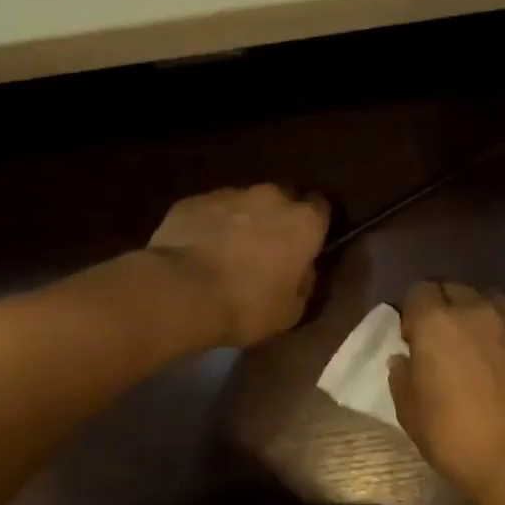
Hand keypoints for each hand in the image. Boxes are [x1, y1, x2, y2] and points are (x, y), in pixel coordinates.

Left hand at [147, 185, 328, 346]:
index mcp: (304, 222)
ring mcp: (229, 194)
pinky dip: (210, 225)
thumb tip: (303, 270)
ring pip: (244, 203)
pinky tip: (199, 250)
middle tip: (268, 249)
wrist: (181, 292)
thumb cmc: (247, 305)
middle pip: (283, 198)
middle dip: (279, 218)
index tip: (307, 245)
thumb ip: (304, 283)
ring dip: (243, 221)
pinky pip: (210, 210)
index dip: (315, 226)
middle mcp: (271, 197)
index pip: (322, 208)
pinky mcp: (193, 201)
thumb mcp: (291, 310)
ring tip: (228, 251)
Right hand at [388, 280, 504, 504]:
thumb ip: (402, 378)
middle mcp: (475, 311)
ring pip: (489, 300)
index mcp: (436, 322)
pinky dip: (504, 336)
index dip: (414, 310)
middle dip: (445, 306)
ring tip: (475, 343)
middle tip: (443, 339)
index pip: (419, 290)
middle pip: (455, 288)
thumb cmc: (455, 435)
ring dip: (477, 313)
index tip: (413, 337)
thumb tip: (403, 359)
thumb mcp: (411, 413)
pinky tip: (504, 365)